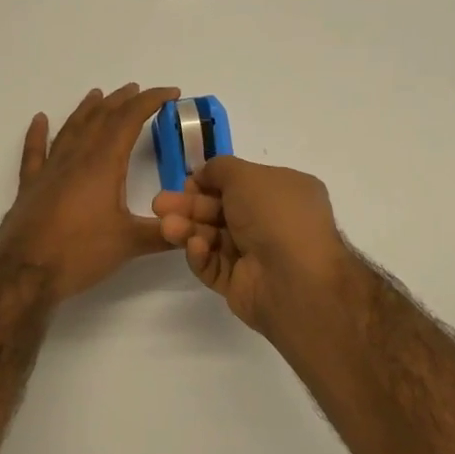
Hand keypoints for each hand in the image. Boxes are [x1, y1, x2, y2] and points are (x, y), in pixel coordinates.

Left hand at [0, 84, 179, 302]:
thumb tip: (191, 227)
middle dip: (122, 101)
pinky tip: (39, 120)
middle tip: (137, 91)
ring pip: (71, 129)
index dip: (151, 102)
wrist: (25, 273)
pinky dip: (37, 134)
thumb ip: (163, 234)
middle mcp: (76, 159)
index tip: (171, 93)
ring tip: (98, 95)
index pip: (130, 121)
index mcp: (103, 165)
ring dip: (87, 110)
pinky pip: (34, 152)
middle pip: (101, 119)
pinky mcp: (31, 186)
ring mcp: (50, 170)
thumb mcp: (129, 244)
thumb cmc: (80, 253)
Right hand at [152, 155, 355, 336]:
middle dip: (189, 206)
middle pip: (221, 210)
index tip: (186, 183)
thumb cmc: (275, 215)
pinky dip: (202, 255)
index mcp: (284, 192)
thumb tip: (203, 175)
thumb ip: (219, 169)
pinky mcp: (241, 284)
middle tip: (159, 205)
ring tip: (167, 227)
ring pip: (213, 238)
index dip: (210, 182)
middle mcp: (273, 222)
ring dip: (189, 228)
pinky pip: (215, 265)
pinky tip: (196, 247)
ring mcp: (257, 255)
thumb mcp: (246, 175)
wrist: (295, 278)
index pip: (241, 184)